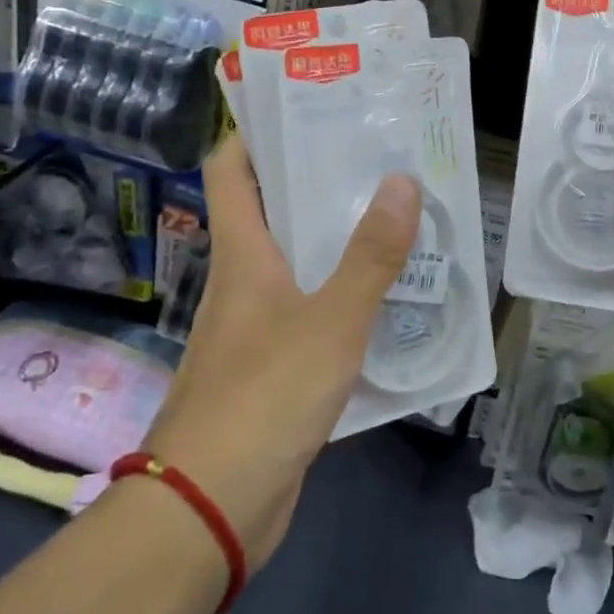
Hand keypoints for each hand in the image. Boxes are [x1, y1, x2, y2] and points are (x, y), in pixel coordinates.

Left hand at [142, 136, 420, 567]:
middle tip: (378, 155)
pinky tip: (389, 298)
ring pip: (299, 263)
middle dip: (319, 179)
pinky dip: (344, 296)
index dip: (256, 130)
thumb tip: (402, 181)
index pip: (231, 169)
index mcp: (242, 254)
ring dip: (339, 240)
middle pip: (273, 210)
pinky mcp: (273, 367)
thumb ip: (371, 256)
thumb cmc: (264, 397)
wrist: (211, 510)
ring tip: (396, 216)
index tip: (305, 104)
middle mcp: (243, 280)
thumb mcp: (331, 321)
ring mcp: (256, 326)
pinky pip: (312, 313)